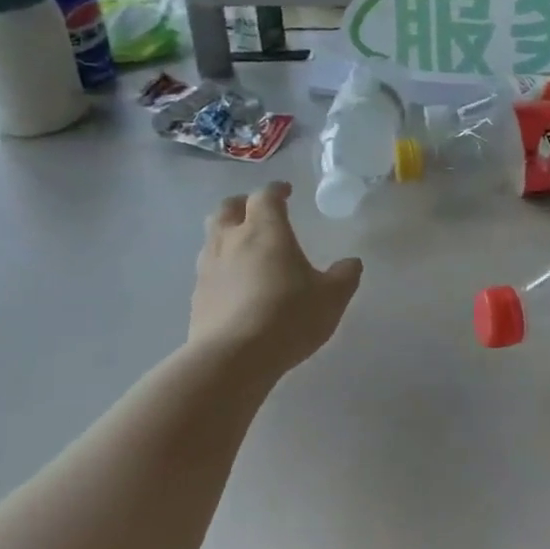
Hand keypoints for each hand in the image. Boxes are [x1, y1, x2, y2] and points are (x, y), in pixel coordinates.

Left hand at [189, 181, 362, 378]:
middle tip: (257, 211)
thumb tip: (352, 263)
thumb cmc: (287, 317)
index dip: (276, 190)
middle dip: (243, 204)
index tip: (286, 192)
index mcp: (265, 230)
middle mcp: (231, 240)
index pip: (266, 196)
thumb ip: (344, 276)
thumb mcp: (330, 298)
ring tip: (244, 246)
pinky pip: (207, 268)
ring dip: (227, 233)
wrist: (232, 358)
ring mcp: (208, 267)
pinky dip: (220, 266)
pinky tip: (234, 283)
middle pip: (228, 207)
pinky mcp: (197, 295)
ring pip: (212, 236)